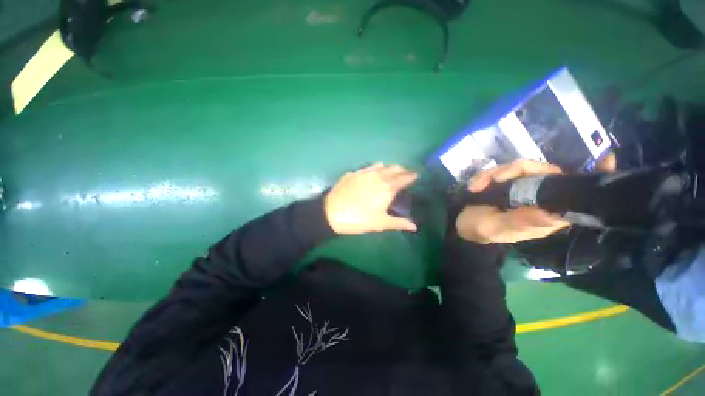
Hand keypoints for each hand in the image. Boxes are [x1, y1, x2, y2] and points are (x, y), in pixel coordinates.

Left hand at [324, 163, 417, 234]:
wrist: (332, 212)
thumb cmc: (359, 219)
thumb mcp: (380, 223)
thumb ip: (399, 223)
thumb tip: (415, 226)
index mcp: (387, 188)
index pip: (403, 178)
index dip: (411, 176)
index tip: (416, 175)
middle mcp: (378, 176)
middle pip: (394, 169)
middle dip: (401, 170)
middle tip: (404, 174)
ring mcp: (364, 173)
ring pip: (381, 165)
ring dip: (389, 167)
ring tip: (391, 172)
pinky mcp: (354, 173)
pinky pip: (368, 167)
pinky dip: (375, 167)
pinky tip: (374, 171)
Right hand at [456, 159, 570, 243]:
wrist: (459, 223)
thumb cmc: (478, 229)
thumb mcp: (495, 227)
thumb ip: (518, 221)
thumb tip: (550, 215)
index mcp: (544, 216)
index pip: (560, 189)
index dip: (544, 178)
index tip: (517, 180)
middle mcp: (539, 200)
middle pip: (539, 171)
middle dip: (510, 172)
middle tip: (489, 180)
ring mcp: (523, 189)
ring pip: (518, 168)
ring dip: (492, 174)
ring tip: (475, 186)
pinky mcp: (509, 183)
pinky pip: (503, 170)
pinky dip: (486, 175)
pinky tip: (474, 185)